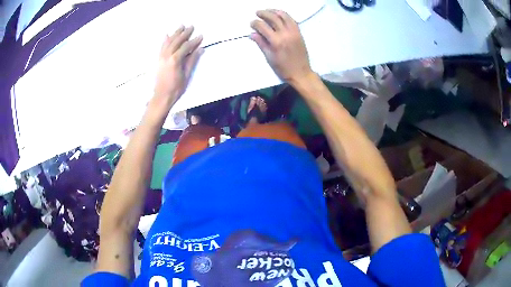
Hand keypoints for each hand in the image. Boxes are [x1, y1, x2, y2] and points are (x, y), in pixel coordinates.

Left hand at [153, 26, 202, 108]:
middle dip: (184, 33)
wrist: (161, 96)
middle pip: (177, 41)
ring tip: (181, 26)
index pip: (186, 46)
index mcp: (175, 60)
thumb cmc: (176, 88)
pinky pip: (162, 47)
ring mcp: (161, 57)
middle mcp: (167, 56)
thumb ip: (192, 60)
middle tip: (191, 26)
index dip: (194, 41)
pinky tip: (167, 35)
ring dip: (175, 33)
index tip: (201, 36)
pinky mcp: (159, 59)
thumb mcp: (187, 75)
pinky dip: (165, 40)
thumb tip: (200, 49)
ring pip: (169, 42)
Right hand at [250, 10, 312, 83]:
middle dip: (264, 13)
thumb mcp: (269, 57)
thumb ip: (261, 43)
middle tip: (257, 12)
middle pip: (273, 18)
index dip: (255, 23)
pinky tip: (280, 15)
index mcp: (276, 41)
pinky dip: (285, 15)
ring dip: (275, 11)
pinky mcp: (299, 33)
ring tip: (268, 11)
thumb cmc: (283, 68)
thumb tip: (252, 34)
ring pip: (284, 16)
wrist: (301, 73)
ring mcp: (293, 32)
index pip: (263, 26)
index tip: (252, 23)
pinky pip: (292, 20)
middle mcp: (285, 34)